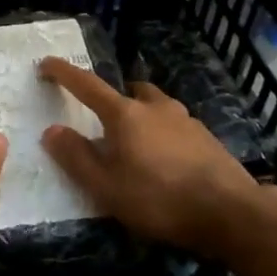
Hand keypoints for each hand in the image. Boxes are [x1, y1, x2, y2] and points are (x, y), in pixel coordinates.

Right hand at [38, 58, 258, 252]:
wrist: (230, 212)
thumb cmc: (159, 199)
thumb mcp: (106, 187)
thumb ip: (76, 157)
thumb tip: (52, 130)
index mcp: (125, 114)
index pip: (87, 85)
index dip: (64, 73)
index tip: (47, 63)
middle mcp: (156, 107)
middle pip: (129, 91)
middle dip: (113, 99)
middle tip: (103, 122)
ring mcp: (186, 119)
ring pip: (156, 106)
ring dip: (141, 115)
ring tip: (136, 145)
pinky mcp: (206, 137)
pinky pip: (175, 125)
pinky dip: (163, 133)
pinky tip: (166, 161)